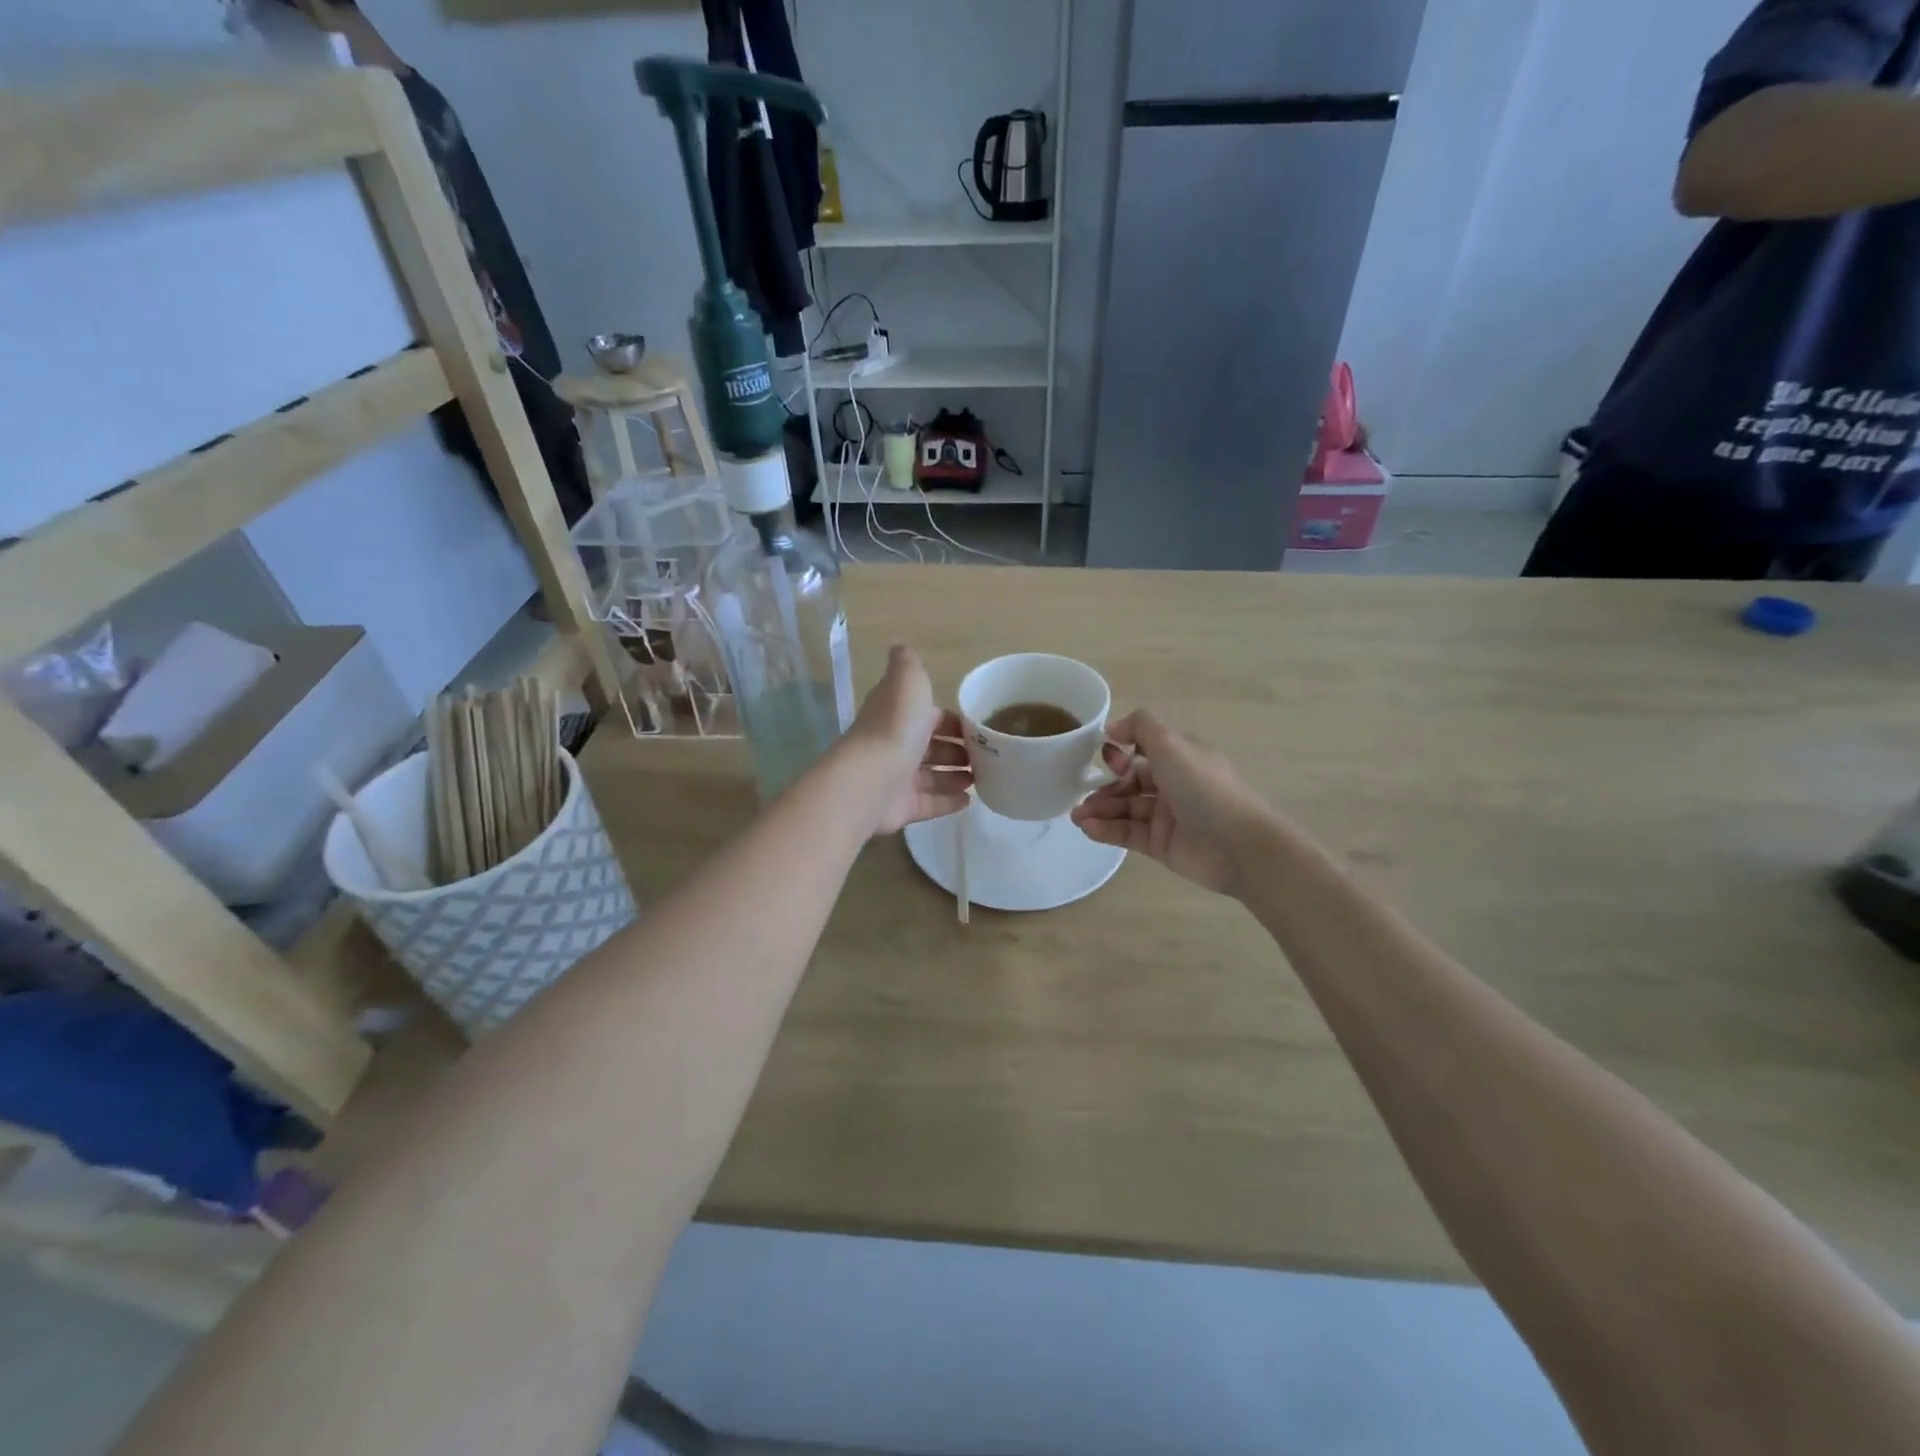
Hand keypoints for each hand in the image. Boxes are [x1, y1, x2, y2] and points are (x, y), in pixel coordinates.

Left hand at [843, 646, 972, 835]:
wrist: (873, 778)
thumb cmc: (896, 725)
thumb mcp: (907, 680)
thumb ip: (908, 664)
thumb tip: (900, 645)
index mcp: (898, 714)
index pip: (930, 716)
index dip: (953, 721)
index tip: (980, 728)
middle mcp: (895, 744)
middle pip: (932, 747)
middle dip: (957, 750)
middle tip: (987, 757)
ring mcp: (897, 778)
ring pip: (932, 776)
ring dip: (956, 776)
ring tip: (983, 779)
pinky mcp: (902, 808)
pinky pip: (930, 804)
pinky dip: (949, 802)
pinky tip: (970, 801)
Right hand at [1071, 710, 1272, 896]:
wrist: (1237, 845)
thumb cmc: (1203, 787)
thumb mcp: (1172, 744)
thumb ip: (1140, 726)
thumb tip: (1113, 727)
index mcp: (1181, 758)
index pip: (1143, 751)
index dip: (1121, 754)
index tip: (1103, 757)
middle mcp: (1174, 785)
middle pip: (1130, 782)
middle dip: (1104, 788)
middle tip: (1081, 797)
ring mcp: (1167, 817)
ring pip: (1126, 809)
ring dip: (1100, 810)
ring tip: (1077, 816)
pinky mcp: (1161, 845)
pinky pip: (1128, 834)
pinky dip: (1106, 830)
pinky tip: (1088, 828)